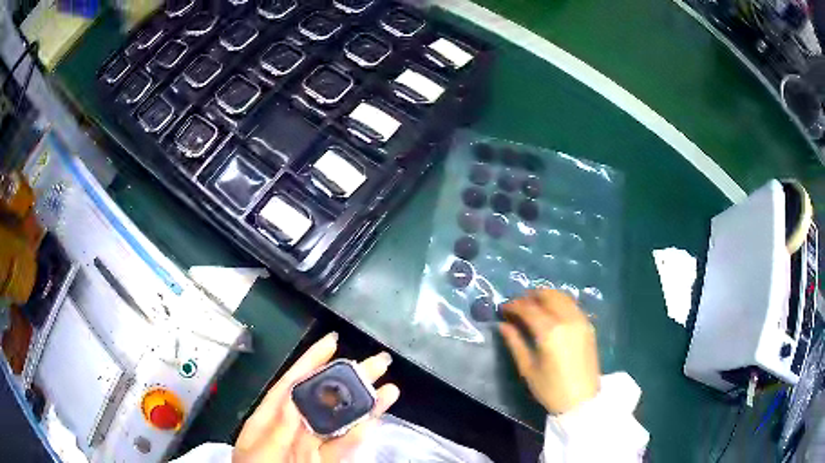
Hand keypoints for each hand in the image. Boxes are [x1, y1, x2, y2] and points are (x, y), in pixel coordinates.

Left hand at [233, 332, 399, 461]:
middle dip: (348, 380)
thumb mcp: (258, 450)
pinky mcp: (323, 462)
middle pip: (323, 399)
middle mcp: (294, 427)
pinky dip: (358, 436)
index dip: (312, 361)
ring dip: (363, 407)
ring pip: (339, 422)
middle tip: (377, 363)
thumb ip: (278, 428)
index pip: (292, 383)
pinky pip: (342, 448)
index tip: (333, 342)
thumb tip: (296, 399)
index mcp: (271, 417)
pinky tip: (373, 422)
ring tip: (389, 390)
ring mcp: (311, 445)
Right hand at [500, 290, 599, 414]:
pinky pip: (572, 305)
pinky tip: (551, 313)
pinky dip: (560, 302)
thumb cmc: (550, 388)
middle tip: (518, 305)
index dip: (514, 305)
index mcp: (550, 331)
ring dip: (546, 296)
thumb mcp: (527, 368)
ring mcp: (581, 320)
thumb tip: (503, 325)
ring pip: (563, 296)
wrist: (581, 400)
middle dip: (531, 296)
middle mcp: (567, 319)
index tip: (503, 308)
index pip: (529, 308)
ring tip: (534, 306)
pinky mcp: (588, 326)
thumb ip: (515, 343)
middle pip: (548, 295)